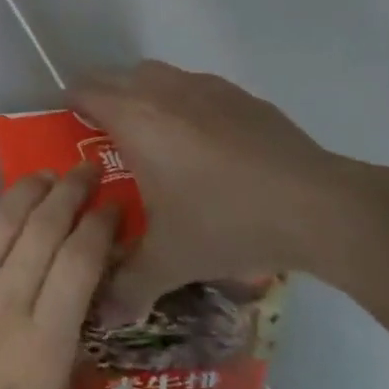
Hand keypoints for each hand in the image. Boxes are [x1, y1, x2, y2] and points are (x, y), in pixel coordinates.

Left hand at [0, 169, 115, 388]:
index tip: (111, 205)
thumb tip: (70, 280)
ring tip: (41, 176)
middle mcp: (3, 302)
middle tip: (82, 171)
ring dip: (23, 192)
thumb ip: (60, 332)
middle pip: (42, 228)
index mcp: (46, 341)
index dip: (99, 225)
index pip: (81, 261)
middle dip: (67, 193)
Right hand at [70, 62, 365, 319]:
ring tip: (152, 133)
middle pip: (114, 76)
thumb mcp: (172, 260)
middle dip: (102, 98)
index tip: (67, 129)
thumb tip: (101, 314)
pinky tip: (204, 141)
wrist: (321, 208)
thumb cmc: (228, 222)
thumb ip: (129, 284)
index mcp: (133, 119)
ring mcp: (204, 88)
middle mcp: (161, 91)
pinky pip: (195, 86)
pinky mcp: (241, 96)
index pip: (83, 91)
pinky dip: (184, 102)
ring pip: (155, 75)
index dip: (69, 105)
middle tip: (104, 136)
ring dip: (142, 93)